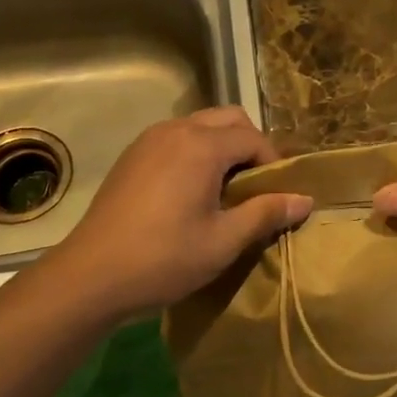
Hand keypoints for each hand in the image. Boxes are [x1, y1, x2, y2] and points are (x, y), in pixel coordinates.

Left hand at [48, 106, 312, 322]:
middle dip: (250, 146)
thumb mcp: (224, 241)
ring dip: (221, 148)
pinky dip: (195, 153)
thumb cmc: (165, 259)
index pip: (253, 137)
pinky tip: (191, 194)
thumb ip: (266, 213)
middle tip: (254, 188)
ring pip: (200, 126)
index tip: (278, 196)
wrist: (91, 276)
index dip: (273, 163)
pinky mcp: (131, 157)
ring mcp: (148, 141)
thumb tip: (305, 199)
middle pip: (228, 119)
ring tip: (225, 192)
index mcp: (201, 146)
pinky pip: (175, 140)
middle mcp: (175, 130)